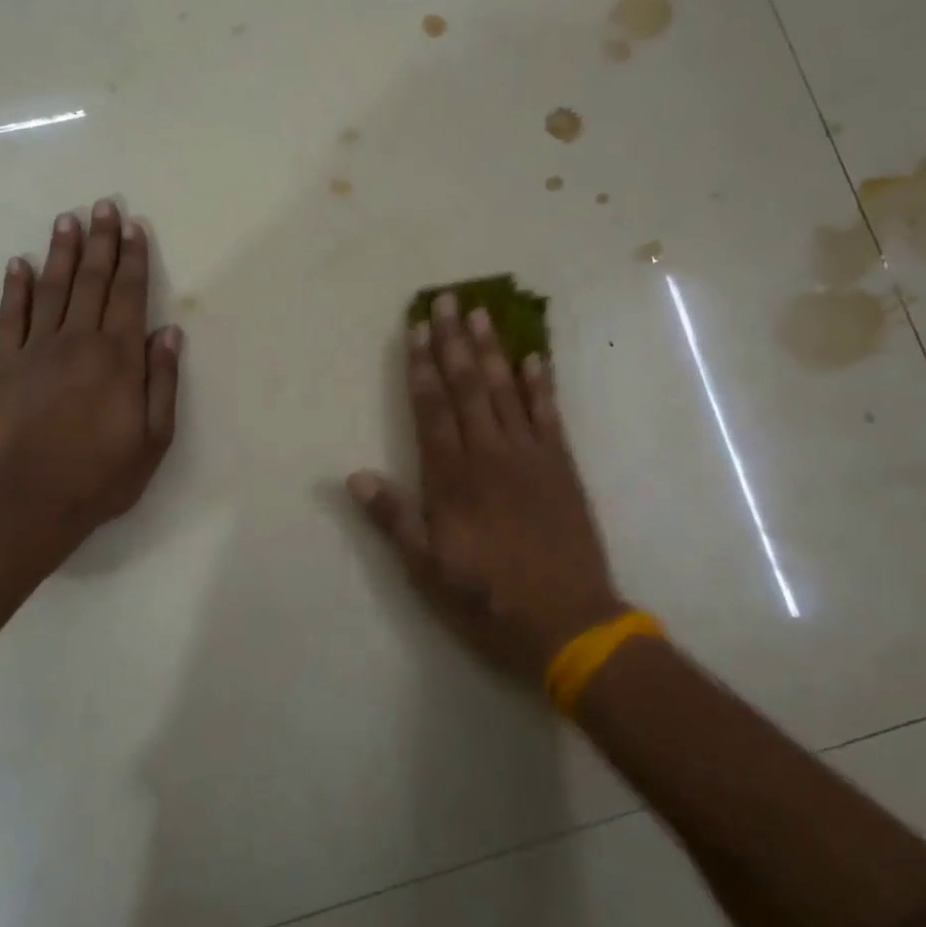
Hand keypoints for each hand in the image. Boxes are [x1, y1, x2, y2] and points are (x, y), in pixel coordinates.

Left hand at [0, 201, 181, 573]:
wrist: (33, 502)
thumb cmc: (103, 475)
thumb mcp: (154, 437)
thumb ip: (162, 381)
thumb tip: (169, 332)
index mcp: (118, 358)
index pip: (129, 295)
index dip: (133, 259)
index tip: (134, 227)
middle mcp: (79, 342)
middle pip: (92, 281)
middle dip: (100, 242)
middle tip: (103, 206)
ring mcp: (38, 351)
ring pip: (52, 289)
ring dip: (61, 252)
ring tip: (67, 219)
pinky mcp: (7, 367)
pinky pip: (9, 319)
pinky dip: (13, 289)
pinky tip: (17, 264)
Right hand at [348, 292, 625, 682]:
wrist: (570, 626)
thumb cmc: (488, 600)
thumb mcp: (428, 570)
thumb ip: (393, 519)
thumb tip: (355, 476)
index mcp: (453, 479)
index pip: (432, 409)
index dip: (422, 367)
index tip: (416, 329)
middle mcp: (490, 456)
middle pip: (469, 388)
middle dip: (454, 342)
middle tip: (447, 300)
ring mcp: (531, 458)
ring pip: (508, 391)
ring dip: (493, 350)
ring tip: (482, 313)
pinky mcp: (563, 469)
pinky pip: (550, 416)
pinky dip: (541, 385)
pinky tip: (535, 357)